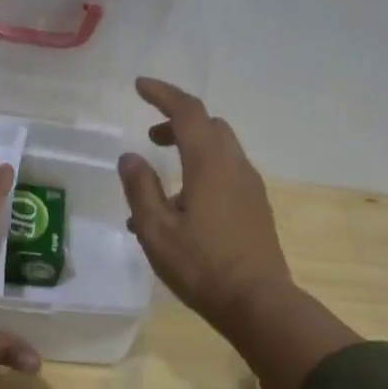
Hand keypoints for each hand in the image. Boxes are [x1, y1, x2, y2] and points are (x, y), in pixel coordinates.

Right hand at [116, 77, 294, 326]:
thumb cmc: (200, 265)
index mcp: (210, 163)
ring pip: (220, 151)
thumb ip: (140, 188)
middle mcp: (235, 166)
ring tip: (160, 183)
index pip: (187, 111)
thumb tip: (130, 157)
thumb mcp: (156, 229)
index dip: (163, 94)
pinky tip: (181, 210)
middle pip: (209, 126)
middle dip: (179, 123)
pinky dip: (203, 174)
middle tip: (151, 137)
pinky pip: (227, 176)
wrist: (257, 302)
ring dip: (191, 151)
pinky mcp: (256, 208)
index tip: (140, 86)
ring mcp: (250, 188)